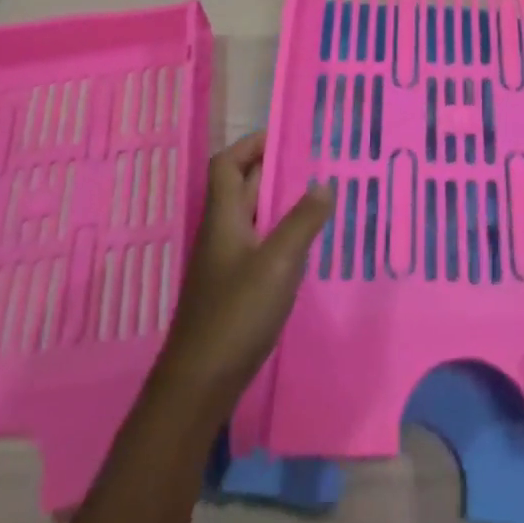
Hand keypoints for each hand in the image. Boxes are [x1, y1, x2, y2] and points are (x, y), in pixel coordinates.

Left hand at [154, 131, 329, 420]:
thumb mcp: (278, 262)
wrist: (199, 386)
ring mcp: (224, 265)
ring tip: (316, 197)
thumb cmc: (236, 314)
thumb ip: (303, 220)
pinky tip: (303, 247)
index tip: (284, 136)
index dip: (250, 145)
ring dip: (278, 203)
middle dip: (271, 170)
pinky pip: (257, 246)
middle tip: (312, 162)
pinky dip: (278, 235)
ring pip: (250, 218)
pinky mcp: (232, 291)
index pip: (226, 164)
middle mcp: (220, 234)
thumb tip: (324, 182)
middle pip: (239, 188)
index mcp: (223, 218)